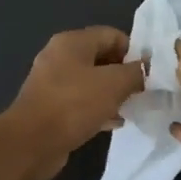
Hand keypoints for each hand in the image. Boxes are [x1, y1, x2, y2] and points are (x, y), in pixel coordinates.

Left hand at [3, 26, 144, 179]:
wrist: (31, 143)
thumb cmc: (74, 105)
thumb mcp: (115, 84)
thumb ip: (136, 72)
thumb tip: (146, 69)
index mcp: (72, 42)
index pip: (112, 35)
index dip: (134, 51)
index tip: (149, 73)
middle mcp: (59, 57)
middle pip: (102, 58)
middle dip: (124, 73)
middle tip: (142, 91)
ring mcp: (52, 83)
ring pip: (92, 82)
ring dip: (113, 93)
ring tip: (131, 107)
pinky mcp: (50, 107)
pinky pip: (81, 102)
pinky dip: (98, 109)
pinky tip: (114, 122)